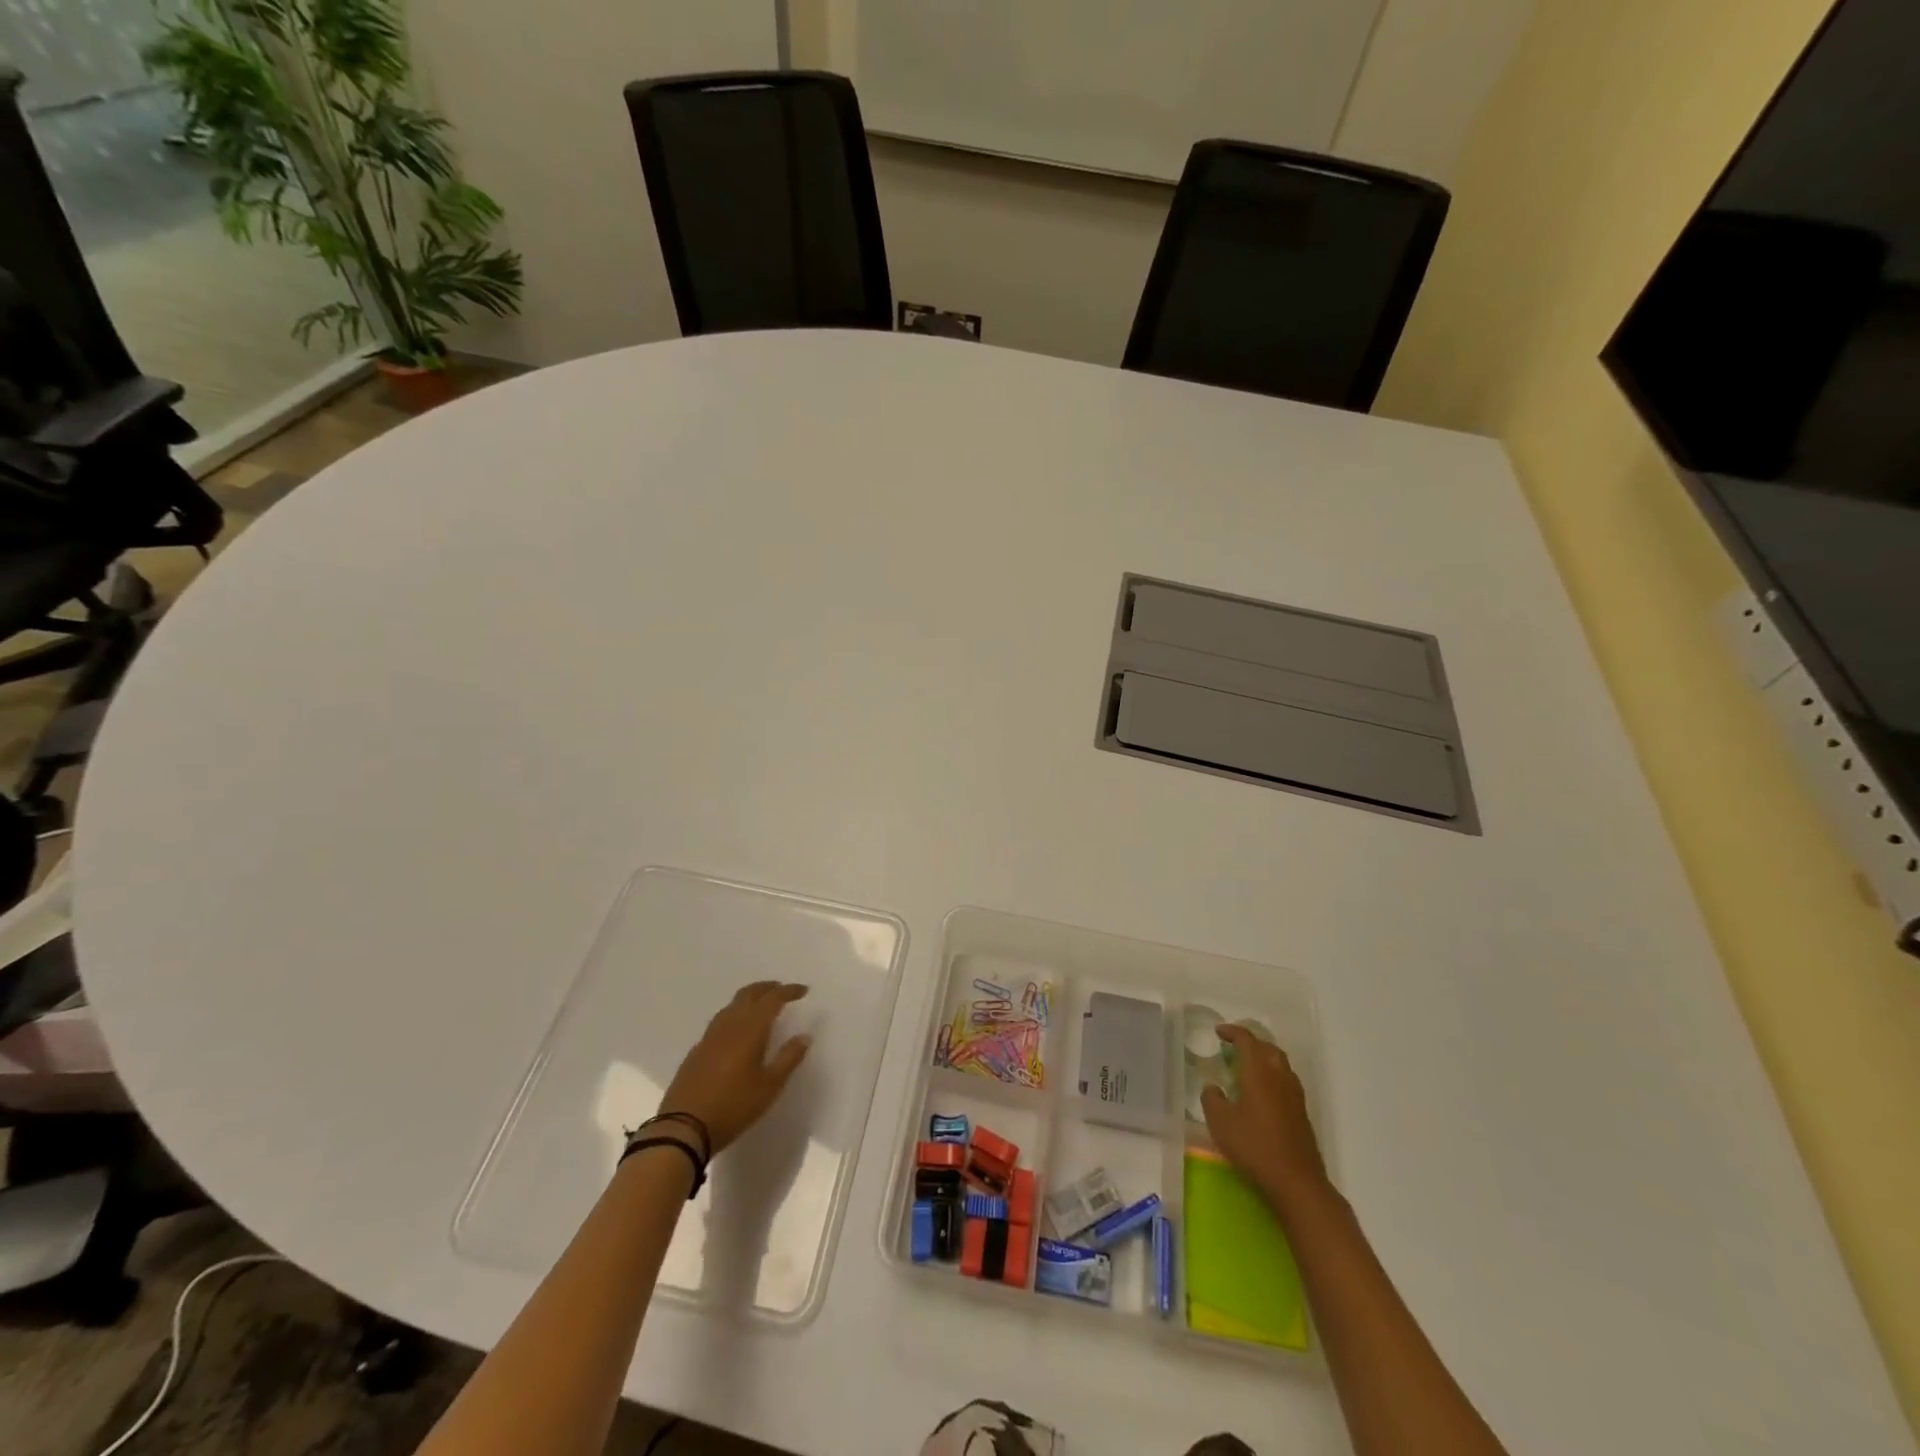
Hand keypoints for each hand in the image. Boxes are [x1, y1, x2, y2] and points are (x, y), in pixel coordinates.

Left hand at [658, 981, 811, 1155]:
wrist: (683, 1128)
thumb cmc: (734, 1106)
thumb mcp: (770, 1086)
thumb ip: (789, 1058)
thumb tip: (805, 1036)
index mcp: (750, 1029)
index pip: (772, 999)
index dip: (789, 991)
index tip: (804, 990)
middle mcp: (729, 1025)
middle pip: (748, 994)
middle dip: (767, 988)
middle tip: (781, 990)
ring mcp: (709, 1037)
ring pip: (731, 1006)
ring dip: (749, 999)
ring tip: (761, 1007)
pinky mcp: (696, 1051)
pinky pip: (719, 1023)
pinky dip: (734, 1017)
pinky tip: (736, 1034)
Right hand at [1200, 1025, 1330, 1211]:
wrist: (1297, 1182)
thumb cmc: (1254, 1146)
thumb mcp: (1220, 1123)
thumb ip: (1212, 1099)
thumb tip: (1213, 1087)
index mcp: (1258, 1071)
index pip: (1247, 1040)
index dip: (1232, 1032)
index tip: (1218, 1032)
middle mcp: (1279, 1076)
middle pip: (1267, 1047)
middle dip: (1251, 1042)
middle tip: (1233, 1046)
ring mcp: (1294, 1095)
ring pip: (1280, 1063)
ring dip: (1264, 1058)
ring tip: (1247, 1067)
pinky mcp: (1302, 1113)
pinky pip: (1286, 1081)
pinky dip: (1273, 1076)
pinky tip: (1263, 1093)